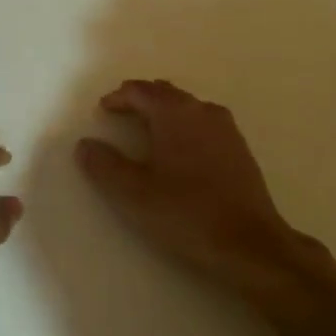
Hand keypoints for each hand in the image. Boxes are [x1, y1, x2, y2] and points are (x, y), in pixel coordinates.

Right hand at [76, 80, 312, 287]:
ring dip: (164, 112)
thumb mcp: (133, 193)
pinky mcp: (240, 150)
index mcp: (174, 113)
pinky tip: (179, 151)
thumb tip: (85, 144)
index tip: (103, 110)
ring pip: (187, 107)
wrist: (250, 244)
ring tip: (147, 130)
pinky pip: (204, 124)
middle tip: (121, 113)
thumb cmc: (185, 213)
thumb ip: (104, 165)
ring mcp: (226, 129)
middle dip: (141, 99)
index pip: (140, 91)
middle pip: (166, 93)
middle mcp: (202, 111)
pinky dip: (184, 127)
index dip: (118, 97)